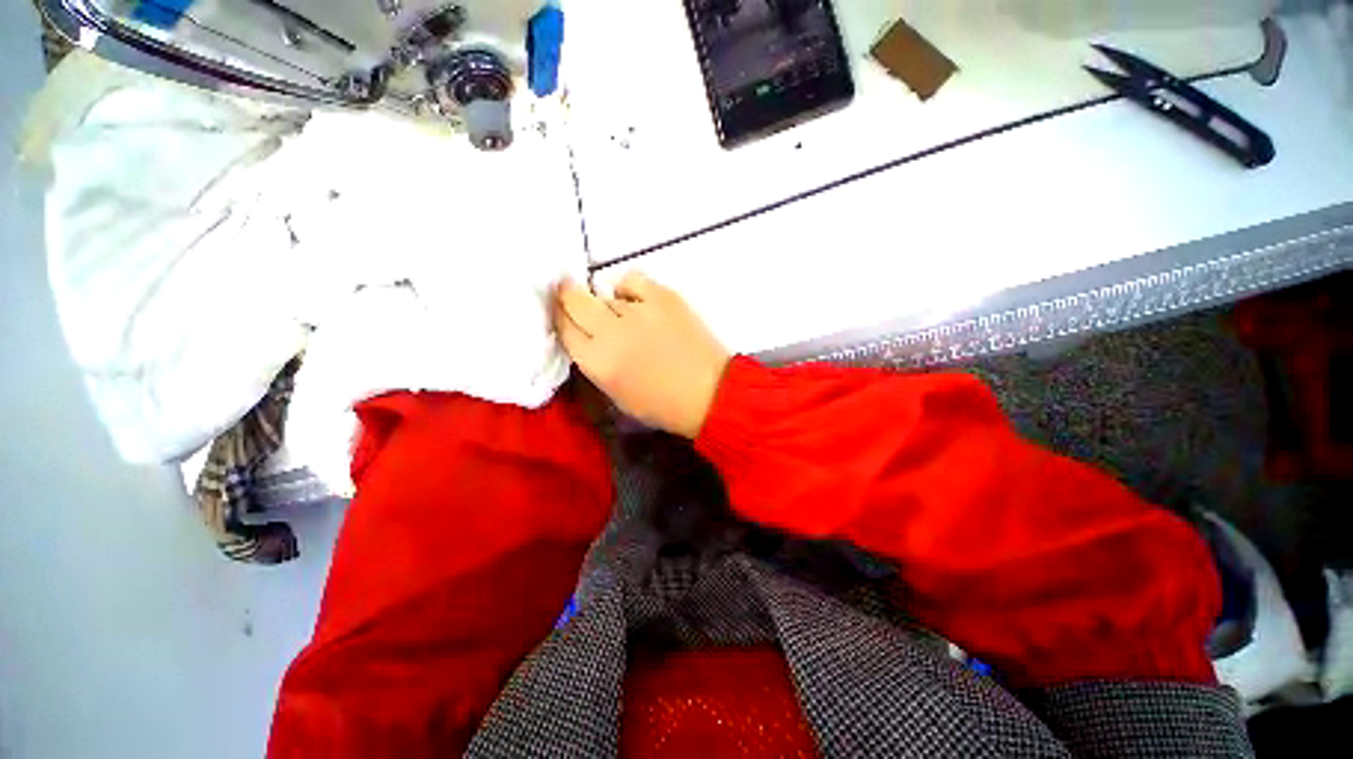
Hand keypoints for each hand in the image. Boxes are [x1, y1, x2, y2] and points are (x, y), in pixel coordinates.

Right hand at [553, 272, 729, 437]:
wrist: (710, 394)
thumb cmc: (662, 405)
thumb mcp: (616, 395)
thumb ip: (596, 363)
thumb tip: (587, 335)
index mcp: (597, 362)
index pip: (564, 327)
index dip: (560, 317)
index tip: (562, 312)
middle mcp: (611, 332)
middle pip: (574, 300)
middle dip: (569, 297)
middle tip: (573, 296)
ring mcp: (638, 310)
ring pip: (607, 296)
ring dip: (610, 306)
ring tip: (629, 319)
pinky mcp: (663, 296)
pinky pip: (633, 279)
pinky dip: (630, 288)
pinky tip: (638, 301)